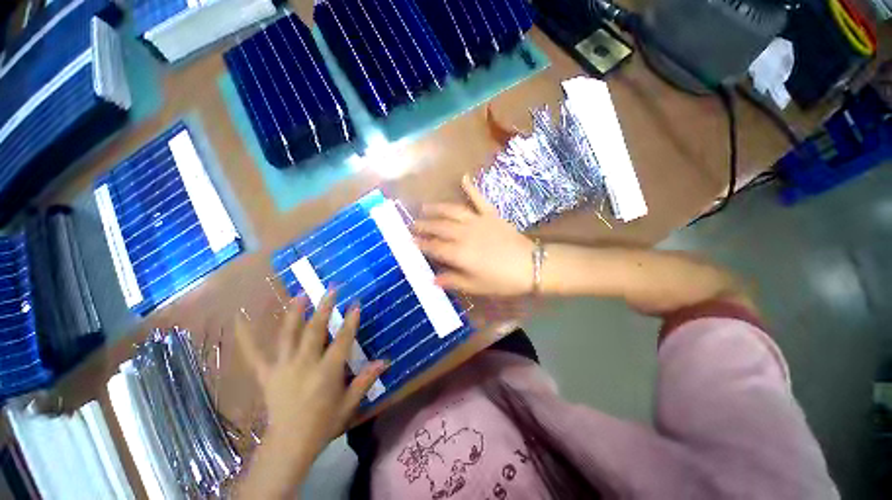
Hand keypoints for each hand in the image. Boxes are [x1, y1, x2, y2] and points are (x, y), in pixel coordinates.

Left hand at [235, 292, 386, 465]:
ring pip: (288, 335)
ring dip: (295, 313)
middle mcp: (304, 365)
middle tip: (331, 289)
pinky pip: (254, 354)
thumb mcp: (349, 404)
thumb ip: (365, 380)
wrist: (289, 444)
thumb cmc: (323, 424)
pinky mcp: (267, 374)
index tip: (355, 304)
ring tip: (300, 295)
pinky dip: (246, 337)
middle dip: (324, 308)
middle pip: (315, 331)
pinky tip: (238, 320)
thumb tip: (385, 361)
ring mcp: (283, 367)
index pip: (342, 341)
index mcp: (326, 372)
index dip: (350, 321)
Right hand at [414, 175, 534, 295]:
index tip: (409, 241)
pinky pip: (478, 198)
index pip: (433, 246)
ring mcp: (477, 221)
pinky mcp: (491, 214)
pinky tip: (464, 177)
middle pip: (438, 227)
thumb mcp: (476, 286)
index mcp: (458, 253)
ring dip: (437, 208)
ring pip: (452, 211)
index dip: (420, 243)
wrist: (531, 265)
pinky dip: (471, 187)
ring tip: (425, 207)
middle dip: (423, 225)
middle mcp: (463, 233)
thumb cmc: (502, 280)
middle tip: (412, 224)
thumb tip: (433, 279)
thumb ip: (453, 280)